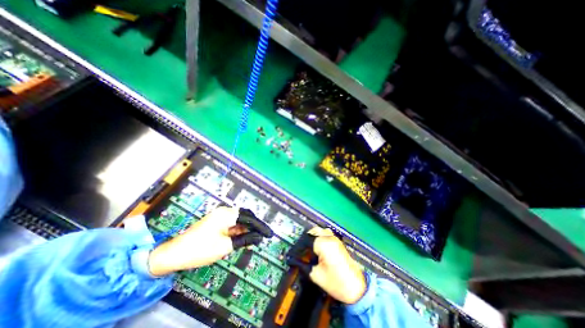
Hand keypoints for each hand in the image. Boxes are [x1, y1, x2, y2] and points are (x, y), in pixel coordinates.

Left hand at [148, 208, 267, 276]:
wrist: (175, 254)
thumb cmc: (201, 249)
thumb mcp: (225, 246)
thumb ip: (244, 240)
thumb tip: (259, 238)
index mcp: (227, 214)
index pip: (249, 218)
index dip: (260, 227)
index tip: (269, 234)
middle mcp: (225, 212)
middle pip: (245, 216)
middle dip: (255, 226)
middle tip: (264, 235)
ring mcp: (220, 216)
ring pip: (240, 220)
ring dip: (248, 229)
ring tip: (257, 238)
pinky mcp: (217, 221)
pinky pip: (233, 224)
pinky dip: (240, 230)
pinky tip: (245, 237)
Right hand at [301, 229, 363, 304]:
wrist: (356, 288)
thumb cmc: (337, 283)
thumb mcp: (316, 275)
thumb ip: (303, 265)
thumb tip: (294, 261)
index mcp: (323, 244)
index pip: (306, 240)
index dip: (298, 248)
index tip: (292, 255)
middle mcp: (329, 238)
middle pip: (312, 231)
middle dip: (304, 240)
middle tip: (299, 250)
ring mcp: (335, 239)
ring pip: (319, 230)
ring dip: (312, 237)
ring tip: (307, 248)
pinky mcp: (338, 242)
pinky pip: (325, 234)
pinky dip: (318, 237)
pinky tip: (316, 247)